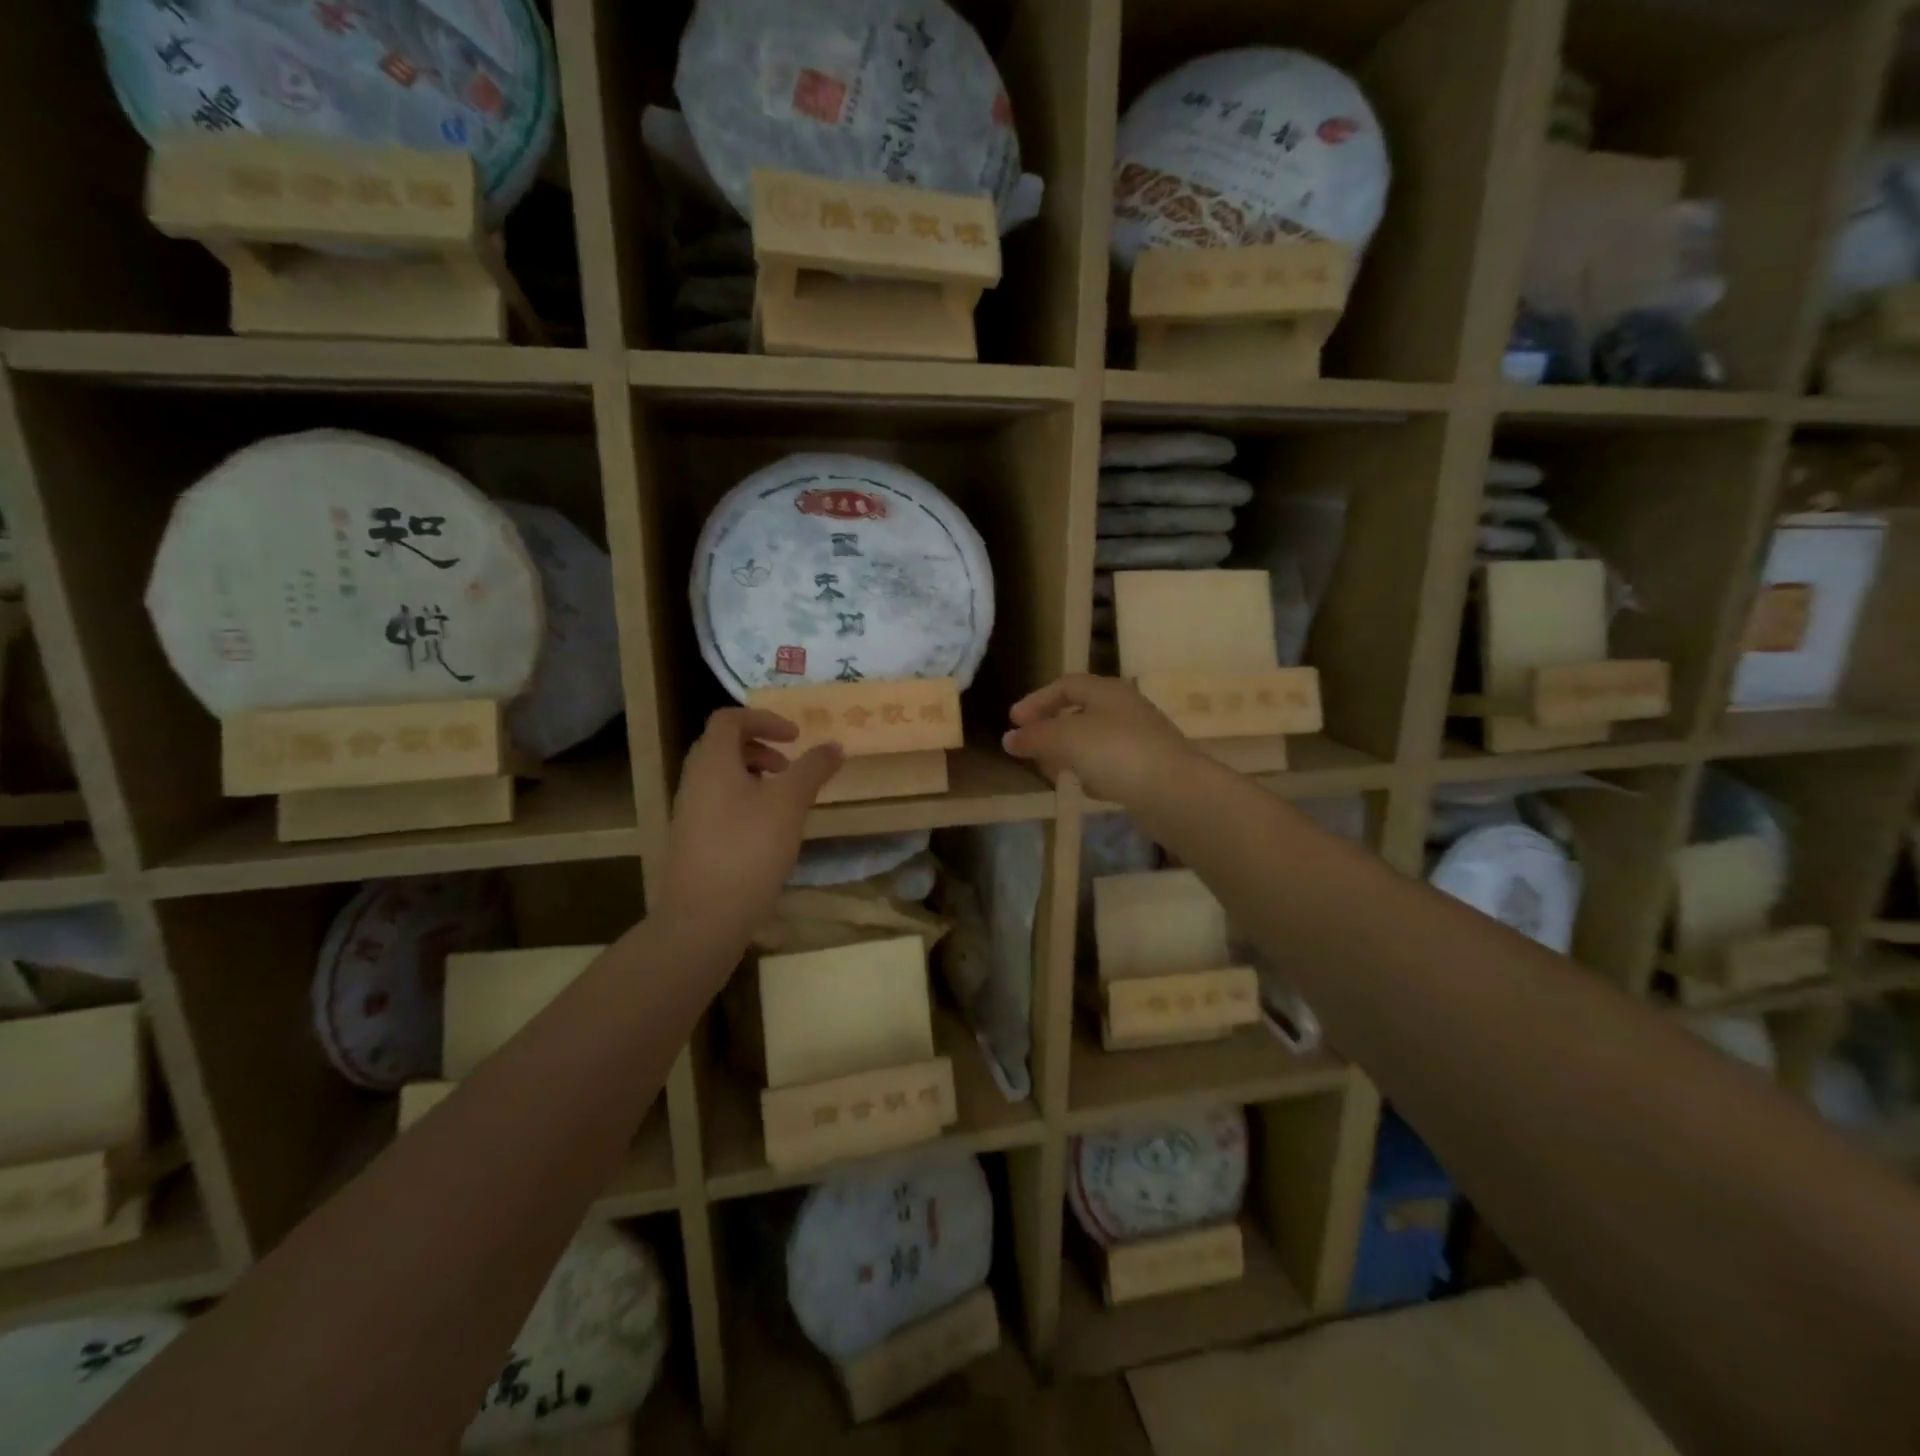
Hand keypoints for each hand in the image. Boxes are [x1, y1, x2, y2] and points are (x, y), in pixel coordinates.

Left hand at [660, 708, 842, 951]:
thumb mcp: (790, 804)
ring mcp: (689, 813)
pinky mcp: (692, 841)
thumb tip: (834, 746)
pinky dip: (745, 802)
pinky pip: (719, 805)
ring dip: (754, 776)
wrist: (703, 918)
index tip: (796, 738)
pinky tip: (769, 833)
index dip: (764, 719)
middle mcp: (694, 781)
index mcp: (712, 763)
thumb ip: (813, 769)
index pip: (729, 719)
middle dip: (760, 748)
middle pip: (722, 746)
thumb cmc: (748, 850)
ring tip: (784, 801)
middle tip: (790, 766)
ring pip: (721, 778)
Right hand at [1002, 675, 1199, 805]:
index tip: (1013, 722)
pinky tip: (1084, 788)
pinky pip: (1112, 765)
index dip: (1037, 700)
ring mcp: (1141, 740)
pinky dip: (1092, 772)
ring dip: (1070, 752)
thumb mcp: (1067, 739)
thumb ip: (1036, 736)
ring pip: (1096, 740)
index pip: (1065, 685)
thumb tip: (1009, 738)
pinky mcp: (1148, 769)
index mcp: (1108, 691)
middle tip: (1030, 746)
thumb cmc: (1117, 753)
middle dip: (1052, 728)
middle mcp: (1126, 709)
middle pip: (1081, 711)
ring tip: (1051, 770)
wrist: (1175, 793)